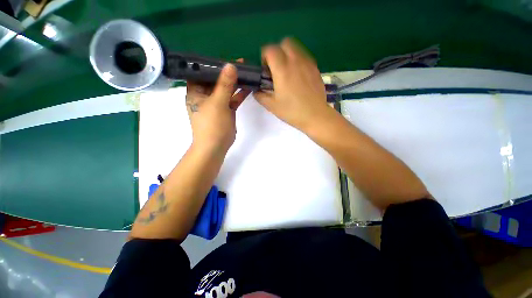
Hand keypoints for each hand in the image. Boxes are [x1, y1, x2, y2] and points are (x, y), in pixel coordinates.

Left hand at [186, 62, 250, 152]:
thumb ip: (224, 84)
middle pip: (216, 80)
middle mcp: (205, 95)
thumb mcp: (217, 103)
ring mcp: (216, 103)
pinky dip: (239, 94)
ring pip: (226, 89)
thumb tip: (231, 65)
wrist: (216, 146)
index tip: (225, 57)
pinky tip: (248, 87)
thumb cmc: (212, 125)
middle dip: (227, 73)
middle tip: (241, 63)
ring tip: (247, 73)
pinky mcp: (226, 110)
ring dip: (235, 83)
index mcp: (196, 91)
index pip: (202, 73)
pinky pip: (232, 99)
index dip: (212, 64)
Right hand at [254, 38, 333, 132]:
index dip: (264, 56)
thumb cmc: (292, 111)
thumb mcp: (272, 106)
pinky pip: (305, 57)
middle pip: (285, 43)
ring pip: (297, 48)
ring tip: (287, 71)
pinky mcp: (316, 69)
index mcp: (282, 69)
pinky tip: (298, 76)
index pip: (270, 49)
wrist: (315, 116)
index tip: (265, 69)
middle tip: (276, 68)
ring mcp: (308, 64)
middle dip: (277, 51)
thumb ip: (260, 96)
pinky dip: (298, 61)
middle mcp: (295, 61)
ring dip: (288, 54)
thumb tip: (256, 90)